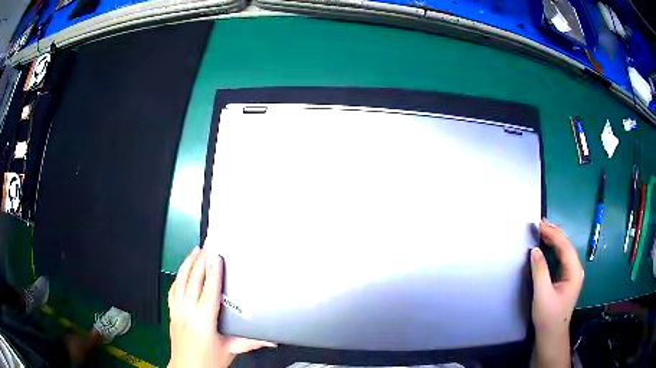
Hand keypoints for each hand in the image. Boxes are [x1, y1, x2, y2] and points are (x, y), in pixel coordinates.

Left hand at [168, 246, 275, 367]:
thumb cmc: (207, 362)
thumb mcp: (231, 350)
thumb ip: (251, 342)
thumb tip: (272, 340)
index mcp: (203, 321)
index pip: (208, 290)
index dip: (213, 272)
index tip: (217, 256)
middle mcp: (187, 312)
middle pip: (192, 280)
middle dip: (200, 260)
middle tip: (208, 245)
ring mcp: (177, 311)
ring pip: (179, 281)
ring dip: (187, 264)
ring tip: (195, 251)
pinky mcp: (172, 313)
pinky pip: (173, 289)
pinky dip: (178, 276)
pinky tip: (182, 271)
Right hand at [530, 219, 583, 367]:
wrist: (551, 335)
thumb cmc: (548, 316)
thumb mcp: (542, 294)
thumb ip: (539, 271)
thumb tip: (535, 250)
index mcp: (574, 271)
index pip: (565, 246)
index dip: (553, 233)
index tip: (539, 224)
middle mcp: (576, 269)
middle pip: (566, 245)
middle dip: (554, 233)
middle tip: (539, 223)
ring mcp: (572, 274)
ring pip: (564, 250)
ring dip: (554, 239)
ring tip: (542, 229)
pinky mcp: (567, 278)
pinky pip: (561, 257)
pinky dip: (554, 248)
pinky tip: (547, 245)